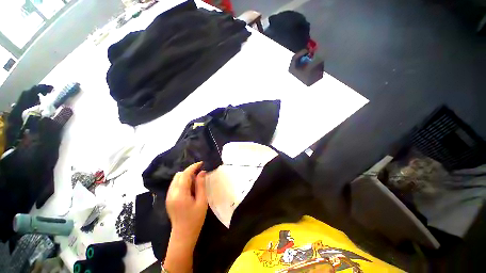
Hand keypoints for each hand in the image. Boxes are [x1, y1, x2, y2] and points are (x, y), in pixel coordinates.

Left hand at [166, 162, 207, 244]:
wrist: (183, 235)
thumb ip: (201, 185)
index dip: (193, 167)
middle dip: (189, 171)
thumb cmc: (195, 219)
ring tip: (196, 179)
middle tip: (200, 173)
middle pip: (179, 175)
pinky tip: (190, 186)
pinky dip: (182, 181)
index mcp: (180, 194)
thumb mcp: (202, 201)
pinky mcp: (169, 198)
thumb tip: (202, 172)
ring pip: (176, 179)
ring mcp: (168, 196)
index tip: (202, 163)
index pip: (185, 174)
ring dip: (186, 175)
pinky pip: (175, 184)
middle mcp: (171, 193)